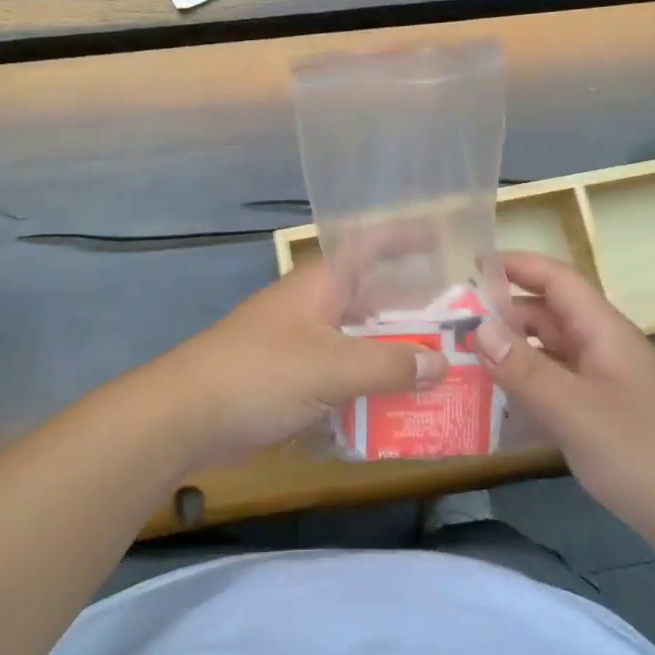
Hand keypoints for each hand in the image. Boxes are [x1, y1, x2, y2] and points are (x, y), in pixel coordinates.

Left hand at [155, 263, 446, 468]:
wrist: (187, 416)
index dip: (405, 238)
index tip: (444, 238)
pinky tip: (405, 412)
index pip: (370, 247)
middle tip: (467, 327)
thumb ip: (390, 364)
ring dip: (398, 359)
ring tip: (450, 374)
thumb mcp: (332, 364)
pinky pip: (346, 381)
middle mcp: (317, 309)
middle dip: (417, 313)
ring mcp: (305, 347)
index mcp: (322, 285)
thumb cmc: (260, 373)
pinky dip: (373, 392)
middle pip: (375, 301)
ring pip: (363, 345)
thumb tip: (441, 364)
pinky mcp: (296, 384)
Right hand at [475, 252, 654, 564]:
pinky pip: (555, 392)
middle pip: (547, 317)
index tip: (468, 265)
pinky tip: (493, 411)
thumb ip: (524, 368)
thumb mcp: (576, 411)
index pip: (556, 279)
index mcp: (603, 332)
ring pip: (548, 356)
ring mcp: (604, 387)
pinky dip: (525, 393)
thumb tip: (477, 325)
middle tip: (449, 324)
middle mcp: (602, 351)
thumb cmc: (646, 456)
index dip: (516, 265)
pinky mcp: (604, 421)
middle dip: (501, 315)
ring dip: (509, 356)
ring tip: (459, 363)